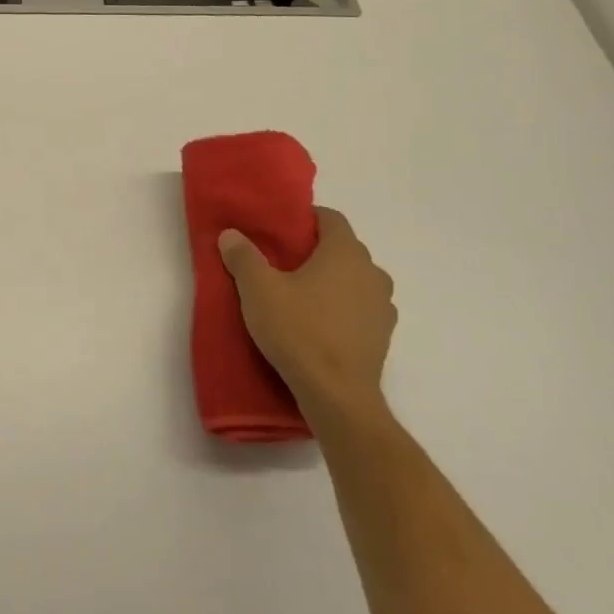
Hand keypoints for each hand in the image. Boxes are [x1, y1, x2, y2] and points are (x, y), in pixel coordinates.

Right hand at [219, 207, 395, 429]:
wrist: (337, 394)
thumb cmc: (298, 330)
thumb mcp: (257, 290)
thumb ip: (243, 257)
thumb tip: (231, 234)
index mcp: (345, 253)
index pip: (332, 218)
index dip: (306, 218)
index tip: (280, 229)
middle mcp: (372, 273)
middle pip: (343, 249)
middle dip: (315, 251)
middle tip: (281, 263)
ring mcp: (383, 306)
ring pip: (354, 280)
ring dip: (331, 281)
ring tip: (299, 296)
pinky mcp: (382, 335)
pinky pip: (360, 308)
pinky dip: (341, 308)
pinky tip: (317, 324)